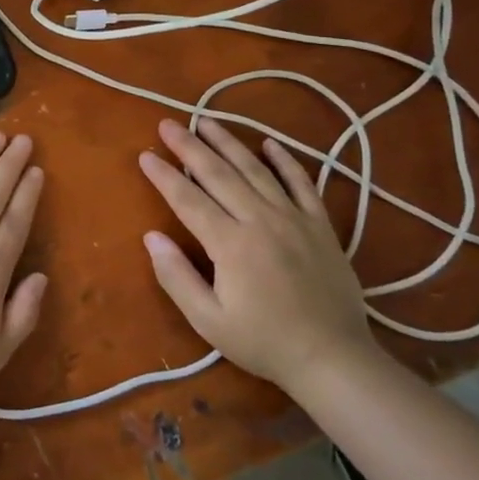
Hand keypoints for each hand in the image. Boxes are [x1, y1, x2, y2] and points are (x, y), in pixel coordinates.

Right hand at [139, 117, 374, 390]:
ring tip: (207, 120)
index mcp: (230, 244)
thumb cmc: (264, 342)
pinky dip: (286, 160)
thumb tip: (151, 236)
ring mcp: (294, 219)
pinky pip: (302, 183)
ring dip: (228, 143)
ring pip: (256, 170)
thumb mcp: (209, 321)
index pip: (188, 199)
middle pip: (218, 174)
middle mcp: (260, 220)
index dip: (164, 175)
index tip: (145, 155)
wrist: (333, 359)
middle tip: (168, 124)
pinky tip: (270, 143)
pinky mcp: (320, 225)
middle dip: (190, 146)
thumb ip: (176, 277)